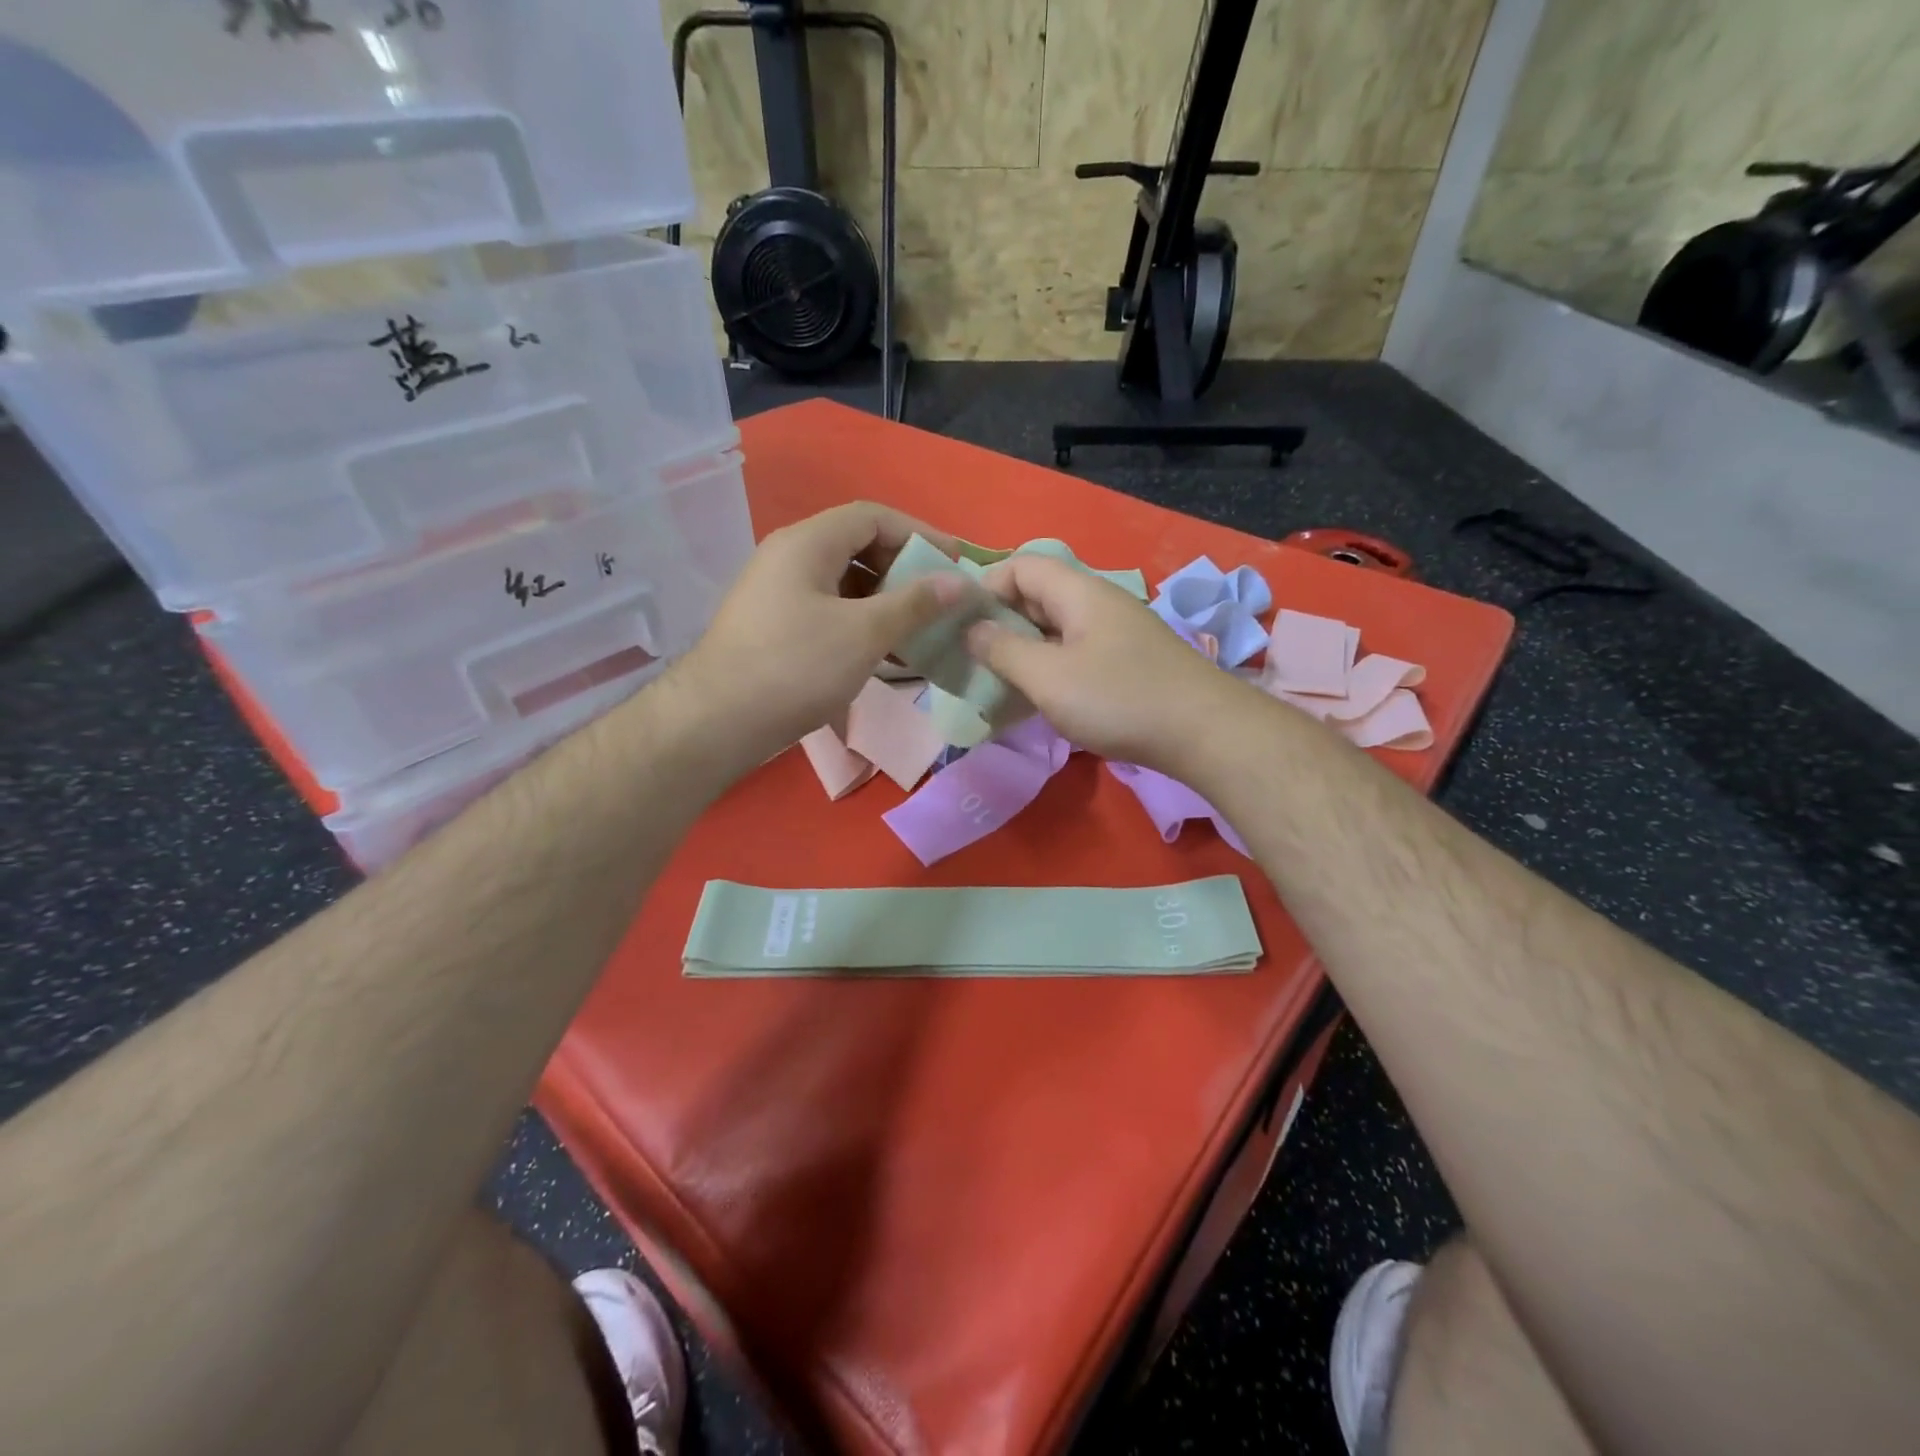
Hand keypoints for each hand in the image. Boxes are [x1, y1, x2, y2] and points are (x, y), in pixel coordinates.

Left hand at [677, 502, 964, 761]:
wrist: (718, 721)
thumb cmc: (796, 667)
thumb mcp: (865, 633)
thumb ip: (915, 603)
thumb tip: (959, 583)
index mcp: (808, 542)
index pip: (874, 517)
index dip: (920, 534)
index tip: (955, 562)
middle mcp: (790, 556)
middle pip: (858, 545)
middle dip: (904, 569)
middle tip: (939, 598)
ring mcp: (778, 592)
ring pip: (845, 582)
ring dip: (886, 600)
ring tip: (920, 629)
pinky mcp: (775, 625)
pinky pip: (829, 609)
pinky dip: (862, 622)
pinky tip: (885, 652)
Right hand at [966, 553, 1247, 768]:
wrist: (1205, 733)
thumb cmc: (1119, 699)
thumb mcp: (1048, 677)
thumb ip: (1003, 650)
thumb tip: (971, 629)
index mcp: (1079, 592)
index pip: (1022, 565)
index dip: (986, 587)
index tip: (960, 626)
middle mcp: (1099, 603)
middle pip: (1038, 596)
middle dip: (1001, 622)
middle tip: (972, 658)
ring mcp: (1117, 634)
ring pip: (1057, 629)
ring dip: (1025, 650)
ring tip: (997, 682)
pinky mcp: (1129, 664)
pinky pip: (1077, 654)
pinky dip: (1051, 669)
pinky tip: (1039, 699)